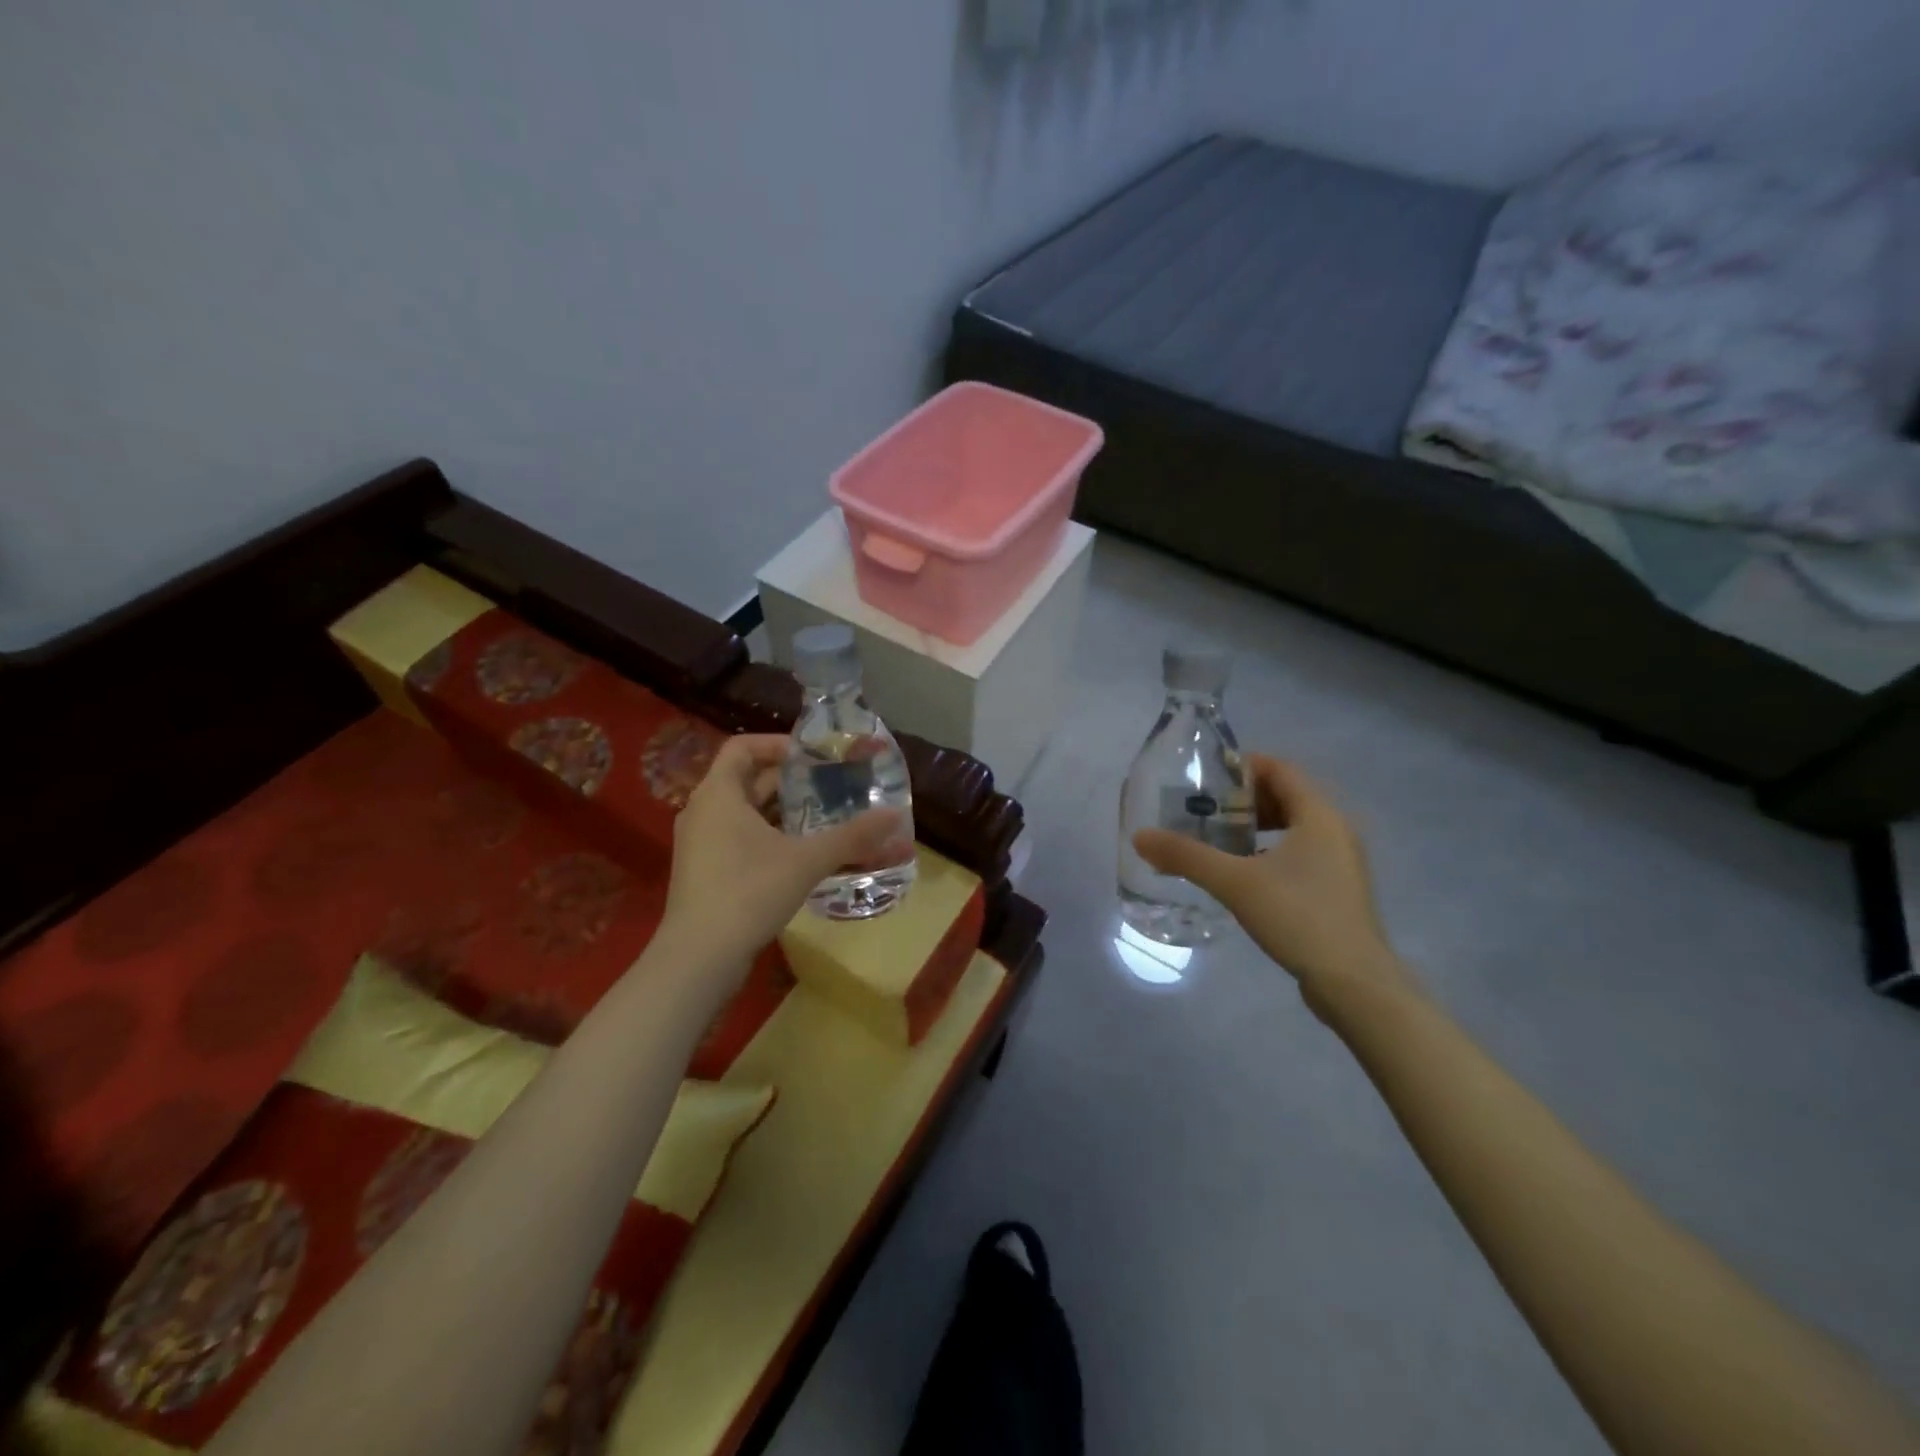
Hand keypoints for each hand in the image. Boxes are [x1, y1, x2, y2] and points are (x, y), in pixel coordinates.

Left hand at [660, 735, 908, 974]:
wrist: (699, 959)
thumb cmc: (748, 892)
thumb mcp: (806, 860)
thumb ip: (852, 836)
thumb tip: (896, 815)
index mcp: (718, 794)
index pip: (743, 747)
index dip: (778, 744)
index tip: (814, 755)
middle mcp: (703, 811)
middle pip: (747, 780)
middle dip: (790, 781)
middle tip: (831, 785)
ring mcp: (701, 844)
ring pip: (745, 813)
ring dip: (783, 812)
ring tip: (825, 817)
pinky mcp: (705, 872)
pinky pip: (739, 839)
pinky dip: (770, 837)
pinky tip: (802, 854)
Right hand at [1133, 755, 1413, 999]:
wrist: (1354, 982)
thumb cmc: (1299, 916)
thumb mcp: (1234, 882)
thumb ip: (1186, 856)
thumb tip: (1140, 837)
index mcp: (1319, 815)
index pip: (1281, 769)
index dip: (1244, 766)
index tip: (1207, 776)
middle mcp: (1336, 830)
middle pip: (1288, 796)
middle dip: (1245, 799)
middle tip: (1206, 809)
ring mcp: (1342, 862)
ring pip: (1295, 827)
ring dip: (1257, 827)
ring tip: (1219, 839)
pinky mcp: (1338, 890)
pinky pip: (1301, 853)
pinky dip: (1271, 851)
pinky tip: (1243, 874)